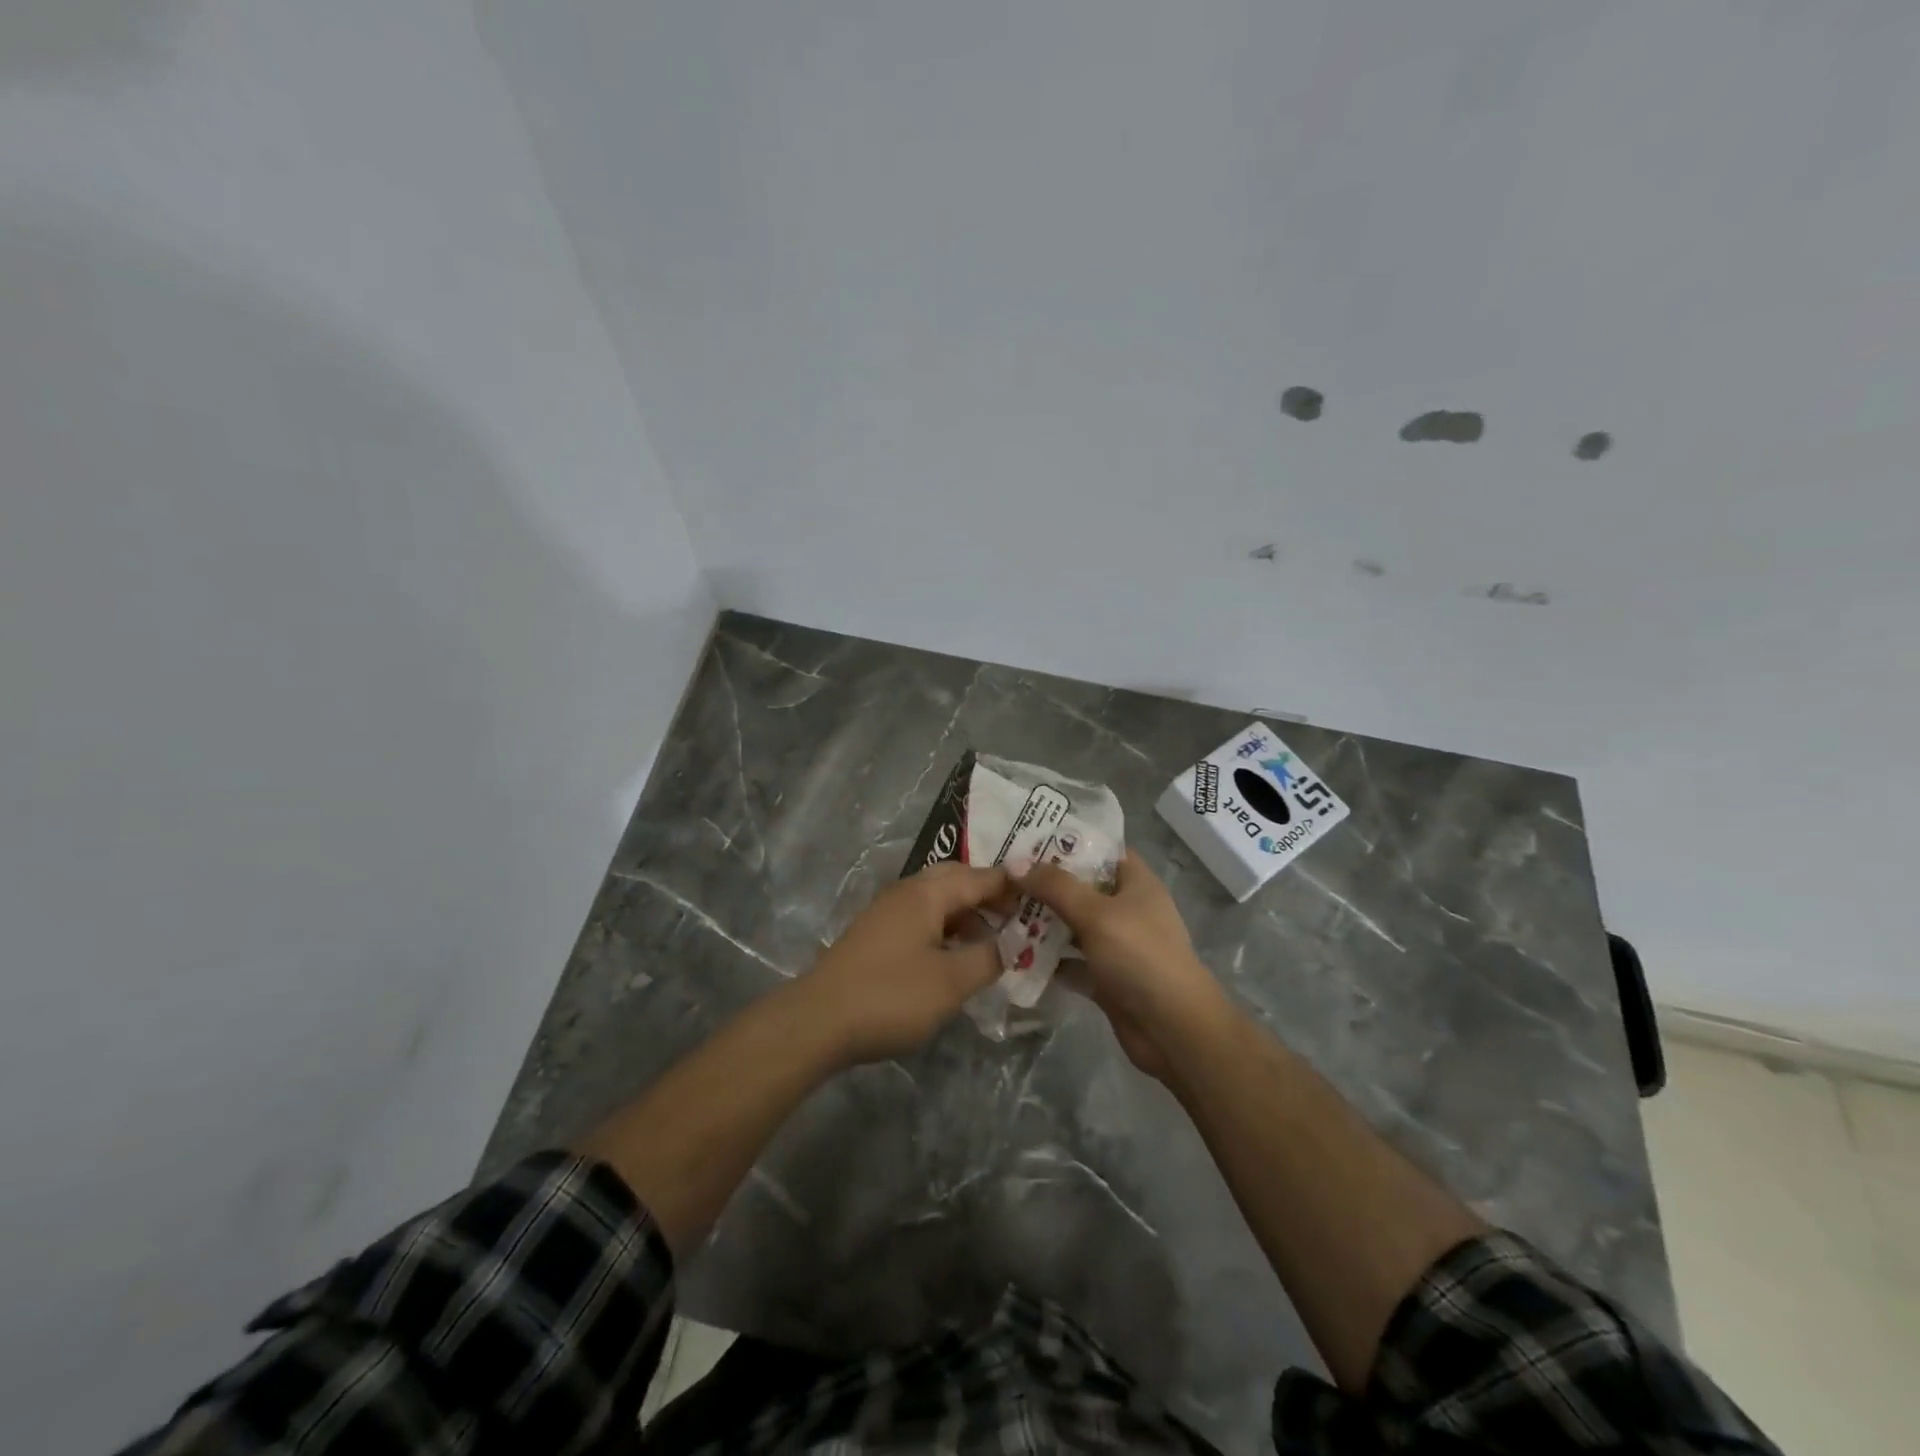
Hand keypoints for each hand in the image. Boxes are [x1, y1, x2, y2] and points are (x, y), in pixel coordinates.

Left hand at [787, 863, 1010, 1066]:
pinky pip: (922, 919)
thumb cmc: (891, 995)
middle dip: (990, 895)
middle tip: (1020, 916)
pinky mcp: (876, 936)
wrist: (818, 1021)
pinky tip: (958, 956)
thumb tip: (1011, 943)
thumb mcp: (951, 981)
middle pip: (957, 880)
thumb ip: (989, 958)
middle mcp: (907, 892)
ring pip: (938, 901)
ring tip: (996, 940)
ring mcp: (887, 913)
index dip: (1014, 886)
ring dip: (968, 914)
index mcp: (927, 892)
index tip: (1045, 895)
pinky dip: (947, 929)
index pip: (981, 877)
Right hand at [1016, 851, 1225, 1078]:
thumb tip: (1016, 863)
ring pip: (1073, 926)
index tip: (1028, 839)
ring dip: (1042, 922)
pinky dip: (1048, 960)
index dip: (1068, 842)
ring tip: (999, 911)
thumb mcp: (1096, 913)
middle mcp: (1127, 910)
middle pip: (1082, 888)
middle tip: (1003, 877)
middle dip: (1045, 884)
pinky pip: (1071, 962)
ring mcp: (1116, 946)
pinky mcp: (1105, 978)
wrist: (1173, 1029)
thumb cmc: (1140, 956)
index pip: (1102, 850)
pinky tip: (1013, 954)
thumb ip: (1056, 887)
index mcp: (1136, 883)